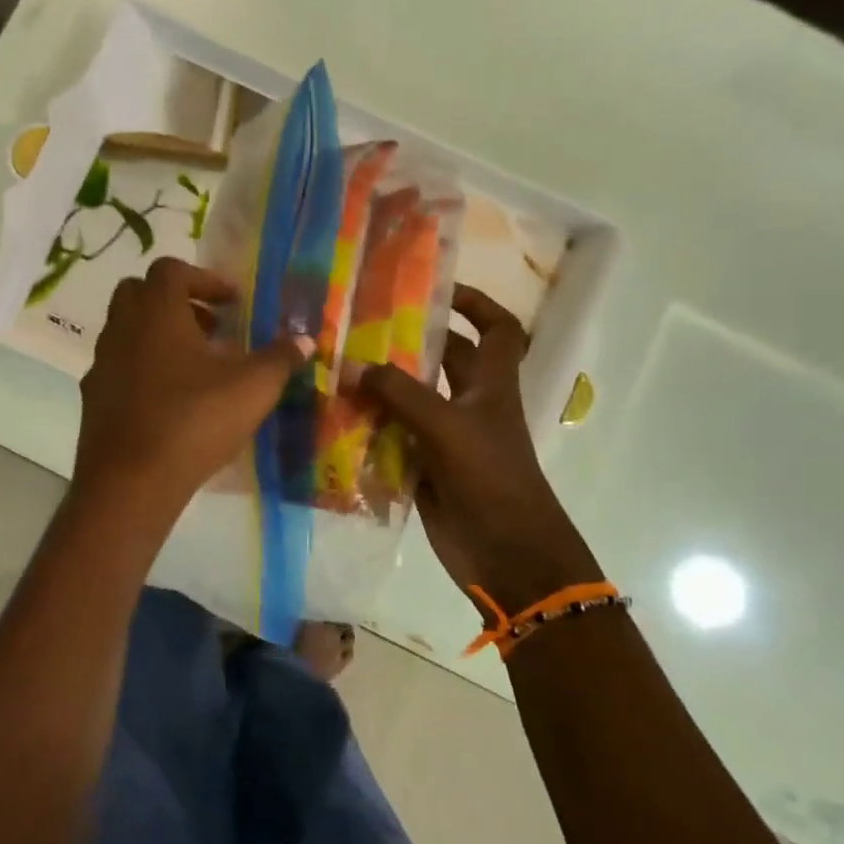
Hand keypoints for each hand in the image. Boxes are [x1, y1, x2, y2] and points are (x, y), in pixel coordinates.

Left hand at [74, 257, 313, 523]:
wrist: (131, 482)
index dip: (205, 280)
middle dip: (176, 302)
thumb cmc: (194, 421)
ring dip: (159, 336)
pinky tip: (171, 400)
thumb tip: (306, 340)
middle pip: (140, 293)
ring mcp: (102, 363)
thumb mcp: (252, 388)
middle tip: (211, 328)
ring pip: (127, 331)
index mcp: (157, 312)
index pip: (172, 270)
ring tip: (197, 366)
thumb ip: (280, 359)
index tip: (233, 303)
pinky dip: (143, 370)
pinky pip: (119, 368)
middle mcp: (121, 328)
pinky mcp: (93, 398)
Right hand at [356, 285, 602, 614]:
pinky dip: (371, 428)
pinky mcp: (426, 468)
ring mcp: (447, 438)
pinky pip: (394, 438)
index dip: (476, 303)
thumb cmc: (491, 479)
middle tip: (361, 327)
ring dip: (382, 386)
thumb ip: (399, 394)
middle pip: (443, 361)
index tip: (437, 290)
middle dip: (409, 343)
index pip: (497, 330)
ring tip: (338, 367)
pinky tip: (337, 418)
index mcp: (491, 385)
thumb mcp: (447, 427)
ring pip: (412, 400)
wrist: (507, 554)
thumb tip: (352, 365)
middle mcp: (470, 405)